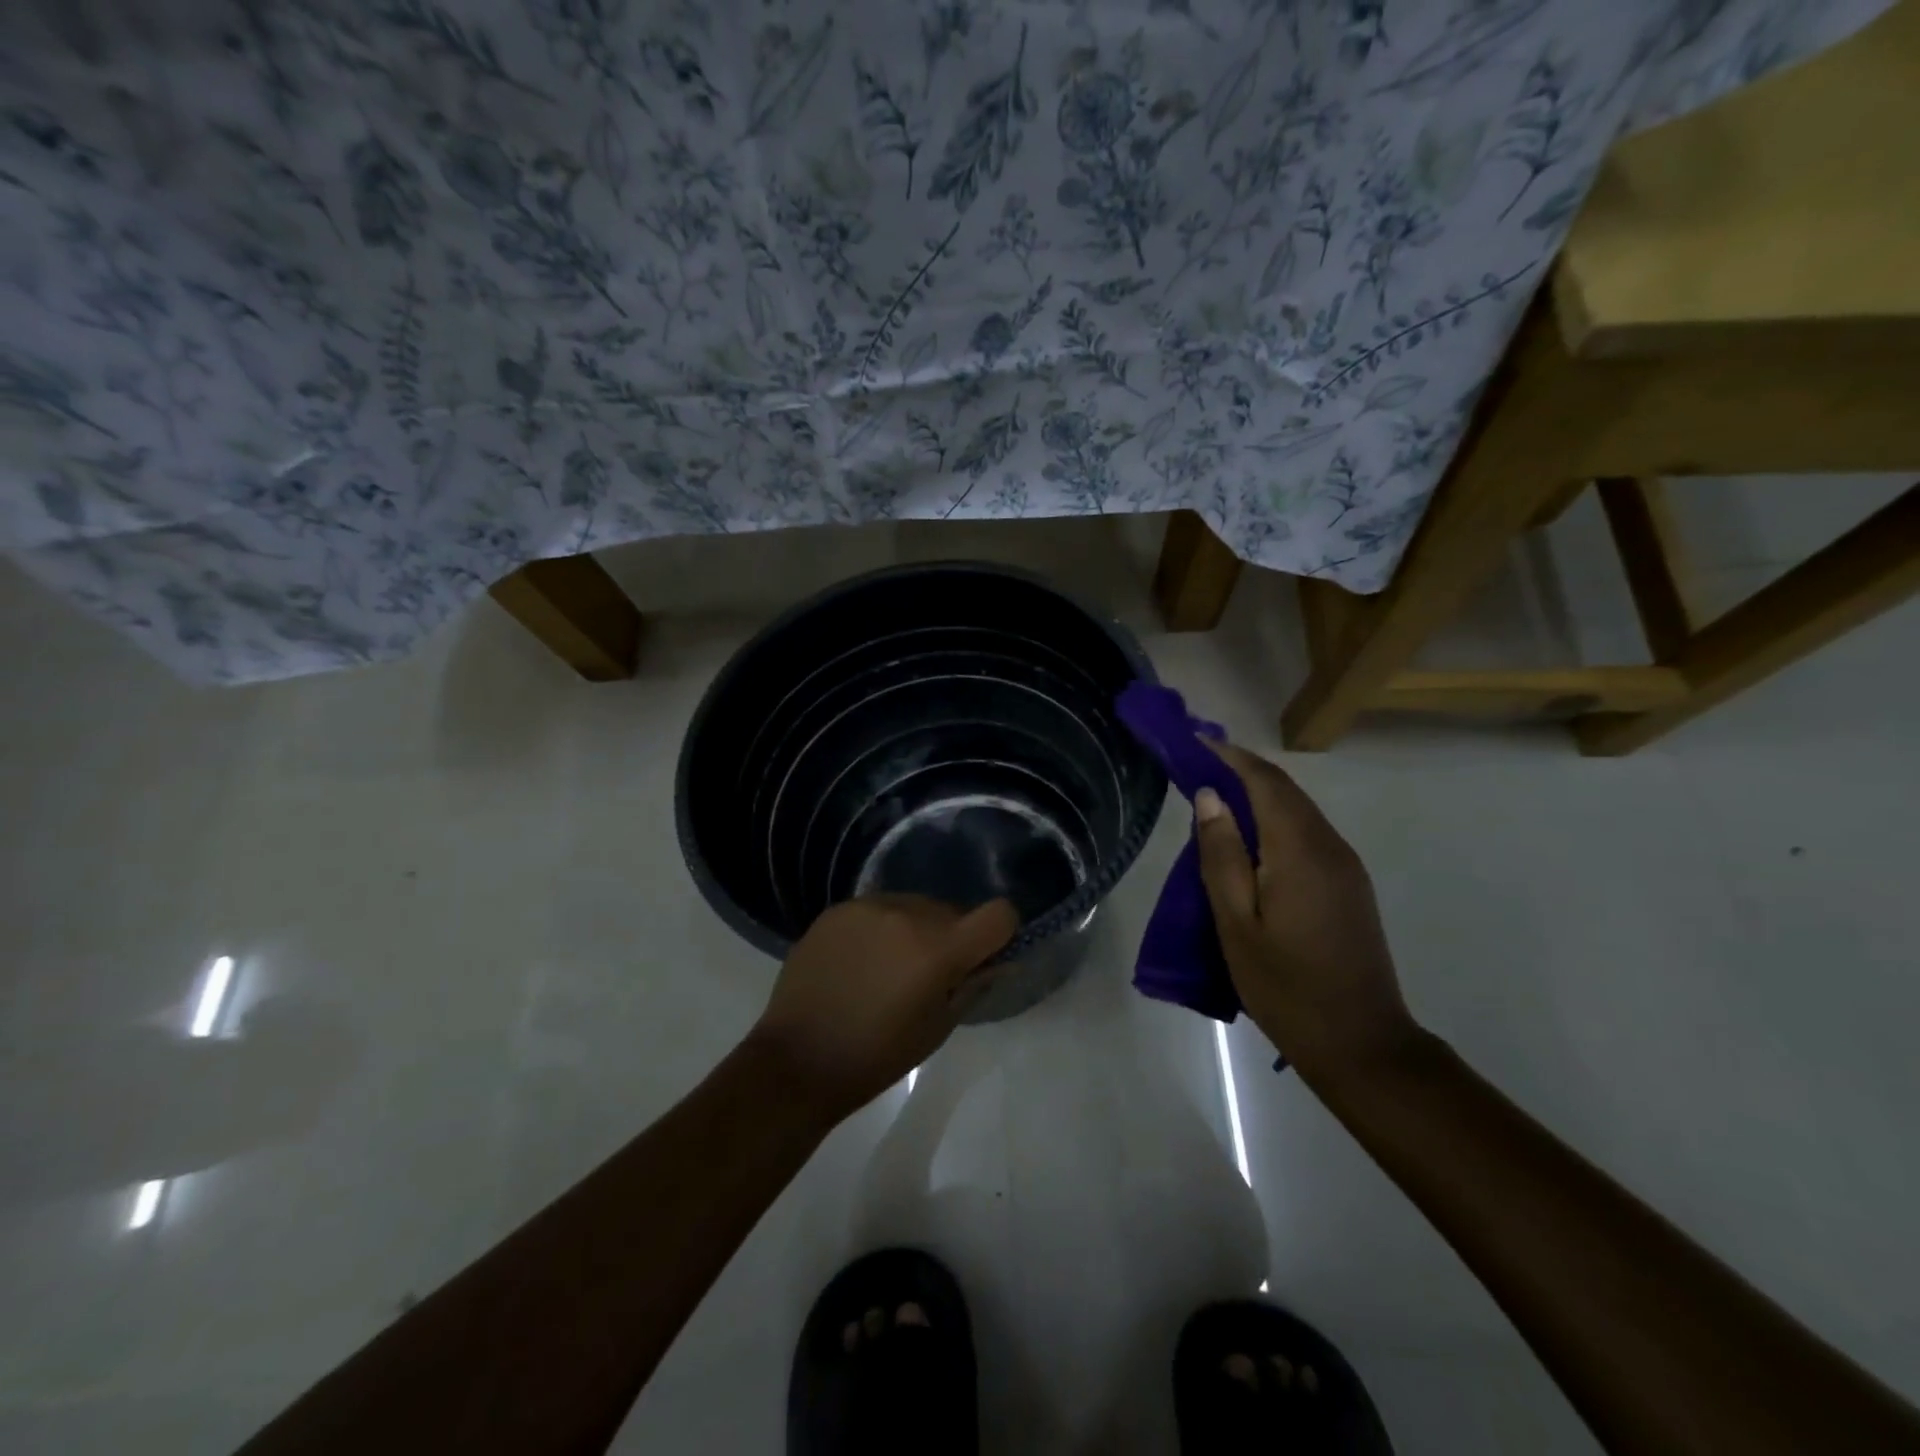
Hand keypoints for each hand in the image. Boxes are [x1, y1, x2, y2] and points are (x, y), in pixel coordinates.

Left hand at [748, 894, 1017, 1120]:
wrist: (797, 1059)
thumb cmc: (876, 1056)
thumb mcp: (938, 1028)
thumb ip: (973, 985)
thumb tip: (1000, 961)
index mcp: (938, 949)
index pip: (998, 914)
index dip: (1001, 932)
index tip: (985, 955)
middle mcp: (907, 913)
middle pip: (952, 910)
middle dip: (952, 936)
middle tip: (930, 974)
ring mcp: (868, 906)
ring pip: (914, 905)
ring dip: (915, 929)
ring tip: (889, 968)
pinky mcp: (837, 909)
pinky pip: (878, 908)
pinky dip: (881, 928)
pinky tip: (859, 962)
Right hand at [1194, 740, 1419, 1084]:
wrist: (1361, 1044)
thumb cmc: (1286, 986)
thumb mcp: (1236, 923)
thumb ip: (1222, 855)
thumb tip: (1210, 795)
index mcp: (1300, 850)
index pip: (1265, 781)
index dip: (1228, 755)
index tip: (1192, 740)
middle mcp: (1329, 846)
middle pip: (1284, 790)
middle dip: (1240, 769)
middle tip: (1195, 762)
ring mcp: (1345, 866)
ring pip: (1297, 811)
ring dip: (1257, 794)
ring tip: (1214, 795)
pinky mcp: (1349, 885)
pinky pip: (1307, 834)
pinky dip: (1274, 820)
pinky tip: (1248, 838)